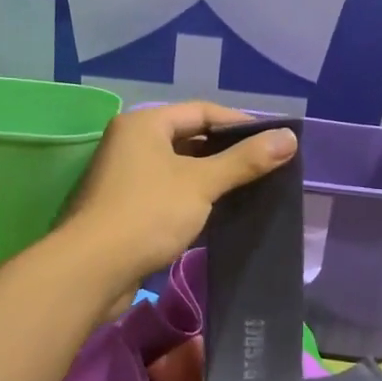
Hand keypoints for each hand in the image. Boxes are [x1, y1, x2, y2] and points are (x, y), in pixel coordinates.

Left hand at [59, 102, 296, 293]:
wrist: (92, 269)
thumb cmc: (147, 214)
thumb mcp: (201, 183)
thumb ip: (245, 160)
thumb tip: (289, 137)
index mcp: (143, 124)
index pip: (201, 111)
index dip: (239, 123)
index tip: (273, 141)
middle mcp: (129, 143)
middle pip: (188, 138)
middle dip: (226, 153)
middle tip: (265, 167)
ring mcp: (123, 177)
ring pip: (177, 169)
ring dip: (209, 179)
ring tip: (249, 190)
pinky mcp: (123, 209)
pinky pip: (166, 194)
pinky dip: (191, 200)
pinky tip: (217, 215)